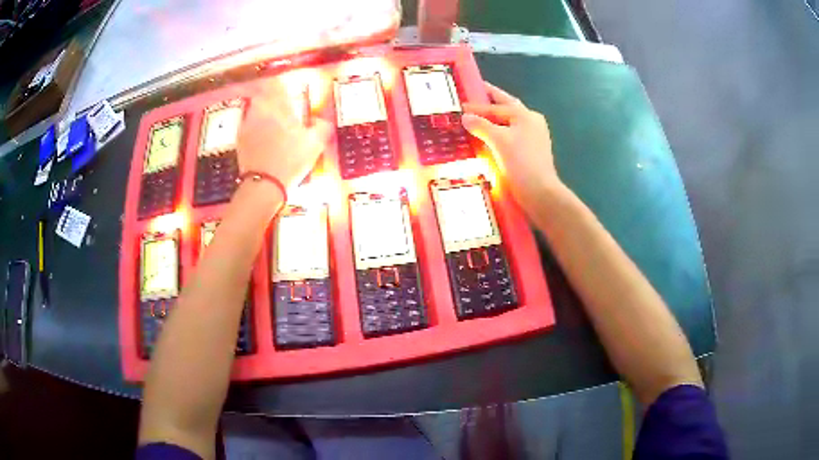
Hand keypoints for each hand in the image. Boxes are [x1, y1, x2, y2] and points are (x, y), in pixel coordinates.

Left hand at [237, 79, 330, 189]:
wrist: (263, 185)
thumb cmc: (291, 161)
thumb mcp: (315, 144)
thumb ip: (321, 126)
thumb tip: (318, 120)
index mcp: (278, 106)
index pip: (277, 82)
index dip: (282, 82)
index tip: (288, 86)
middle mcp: (259, 109)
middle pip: (263, 94)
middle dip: (272, 97)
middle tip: (283, 107)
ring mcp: (246, 124)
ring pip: (254, 108)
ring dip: (263, 112)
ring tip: (273, 123)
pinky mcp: (239, 139)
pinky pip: (248, 124)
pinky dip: (255, 126)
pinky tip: (263, 138)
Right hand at [462, 82, 565, 216]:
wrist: (540, 193)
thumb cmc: (521, 162)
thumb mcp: (499, 140)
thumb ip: (481, 125)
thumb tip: (465, 117)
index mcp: (525, 115)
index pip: (496, 106)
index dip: (476, 105)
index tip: (459, 105)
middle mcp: (531, 122)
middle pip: (506, 107)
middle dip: (490, 101)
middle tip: (473, 94)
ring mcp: (532, 137)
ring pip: (508, 122)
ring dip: (492, 118)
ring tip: (476, 116)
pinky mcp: (529, 152)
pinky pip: (509, 136)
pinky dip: (497, 133)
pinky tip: (486, 137)